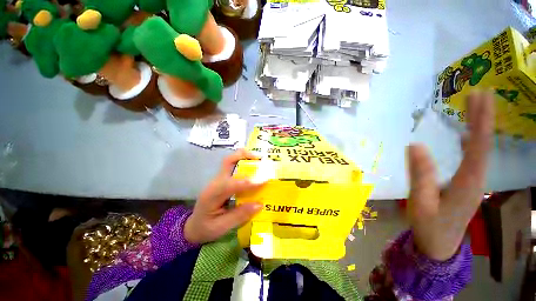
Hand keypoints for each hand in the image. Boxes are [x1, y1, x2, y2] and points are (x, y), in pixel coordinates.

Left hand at [184, 149, 263, 243]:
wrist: (194, 228)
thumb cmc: (206, 229)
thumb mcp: (222, 227)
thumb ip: (239, 215)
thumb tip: (260, 204)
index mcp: (212, 195)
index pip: (231, 184)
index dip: (248, 182)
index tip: (265, 180)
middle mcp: (214, 184)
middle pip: (228, 162)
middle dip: (244, 156)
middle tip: (262, 159)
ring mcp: (217, 183)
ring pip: (231, 164)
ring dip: (246, 161)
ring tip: (263, 165)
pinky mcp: (221, 185)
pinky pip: (233, 172)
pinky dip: (245, 169)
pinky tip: (256, 175)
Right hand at [407, 90, 493, 260]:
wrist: (440, 250)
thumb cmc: (431, 230)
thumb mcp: (421, 208)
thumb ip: (421, 178)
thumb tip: (415, 144)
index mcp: (467, 183)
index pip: (479, 146)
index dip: (483, 119)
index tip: (484, 95)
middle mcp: (477, 179)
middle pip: (484, 143)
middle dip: (484, 116)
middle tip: (481, 90)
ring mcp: (476, 182)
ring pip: (482, 149)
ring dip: (480, 125)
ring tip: (475, 103)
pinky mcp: (473, 185)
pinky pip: (477, 157)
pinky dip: (475, 140)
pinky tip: (467, 133)